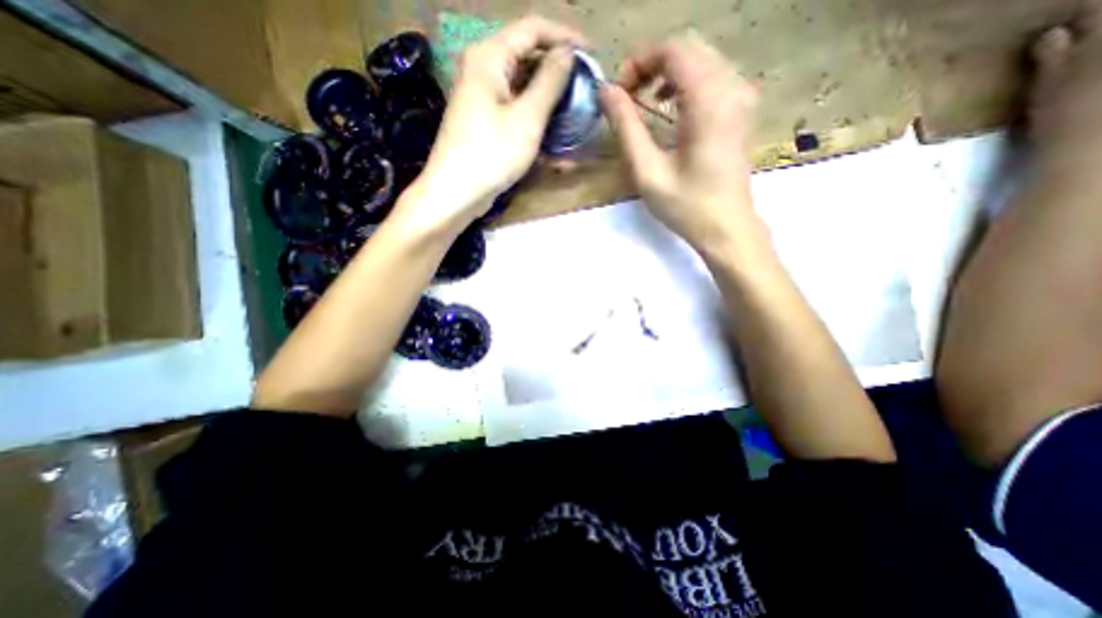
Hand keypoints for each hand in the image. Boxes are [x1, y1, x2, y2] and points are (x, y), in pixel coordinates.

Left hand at [412, 18, 583, 227]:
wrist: (456, 194)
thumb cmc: (491, 154)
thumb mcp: (527, 118)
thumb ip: (549, 82)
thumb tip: (567, 54)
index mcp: (489, 57)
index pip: (533, 29)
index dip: (565, 37)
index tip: (591, 54)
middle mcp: (483, 70)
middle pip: (528, 59)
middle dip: (558, 75)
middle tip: (584, 90)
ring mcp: (483, 99)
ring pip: (524, 91)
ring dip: (550, 106)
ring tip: (574, 120)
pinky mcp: (486, 123)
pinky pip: (516, 114)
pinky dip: (535, 125)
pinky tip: (554, 147)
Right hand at [599, 33, 763, 255]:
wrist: (726, 227)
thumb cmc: (686, 206)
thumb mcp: (647, 171)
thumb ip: (626, 127)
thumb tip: (606, 91)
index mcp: (709, 101)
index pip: (673, 51)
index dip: (639, 63)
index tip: (618, 93)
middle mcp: (732, 87)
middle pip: (688, 48)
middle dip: (651, 65)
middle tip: (627, 97)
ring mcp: (742, 96)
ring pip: (700, 58)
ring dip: (666, 72)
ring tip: (643, 102)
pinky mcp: (741, 108)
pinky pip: (711, 74)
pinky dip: (684, 82)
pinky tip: (669, 106)